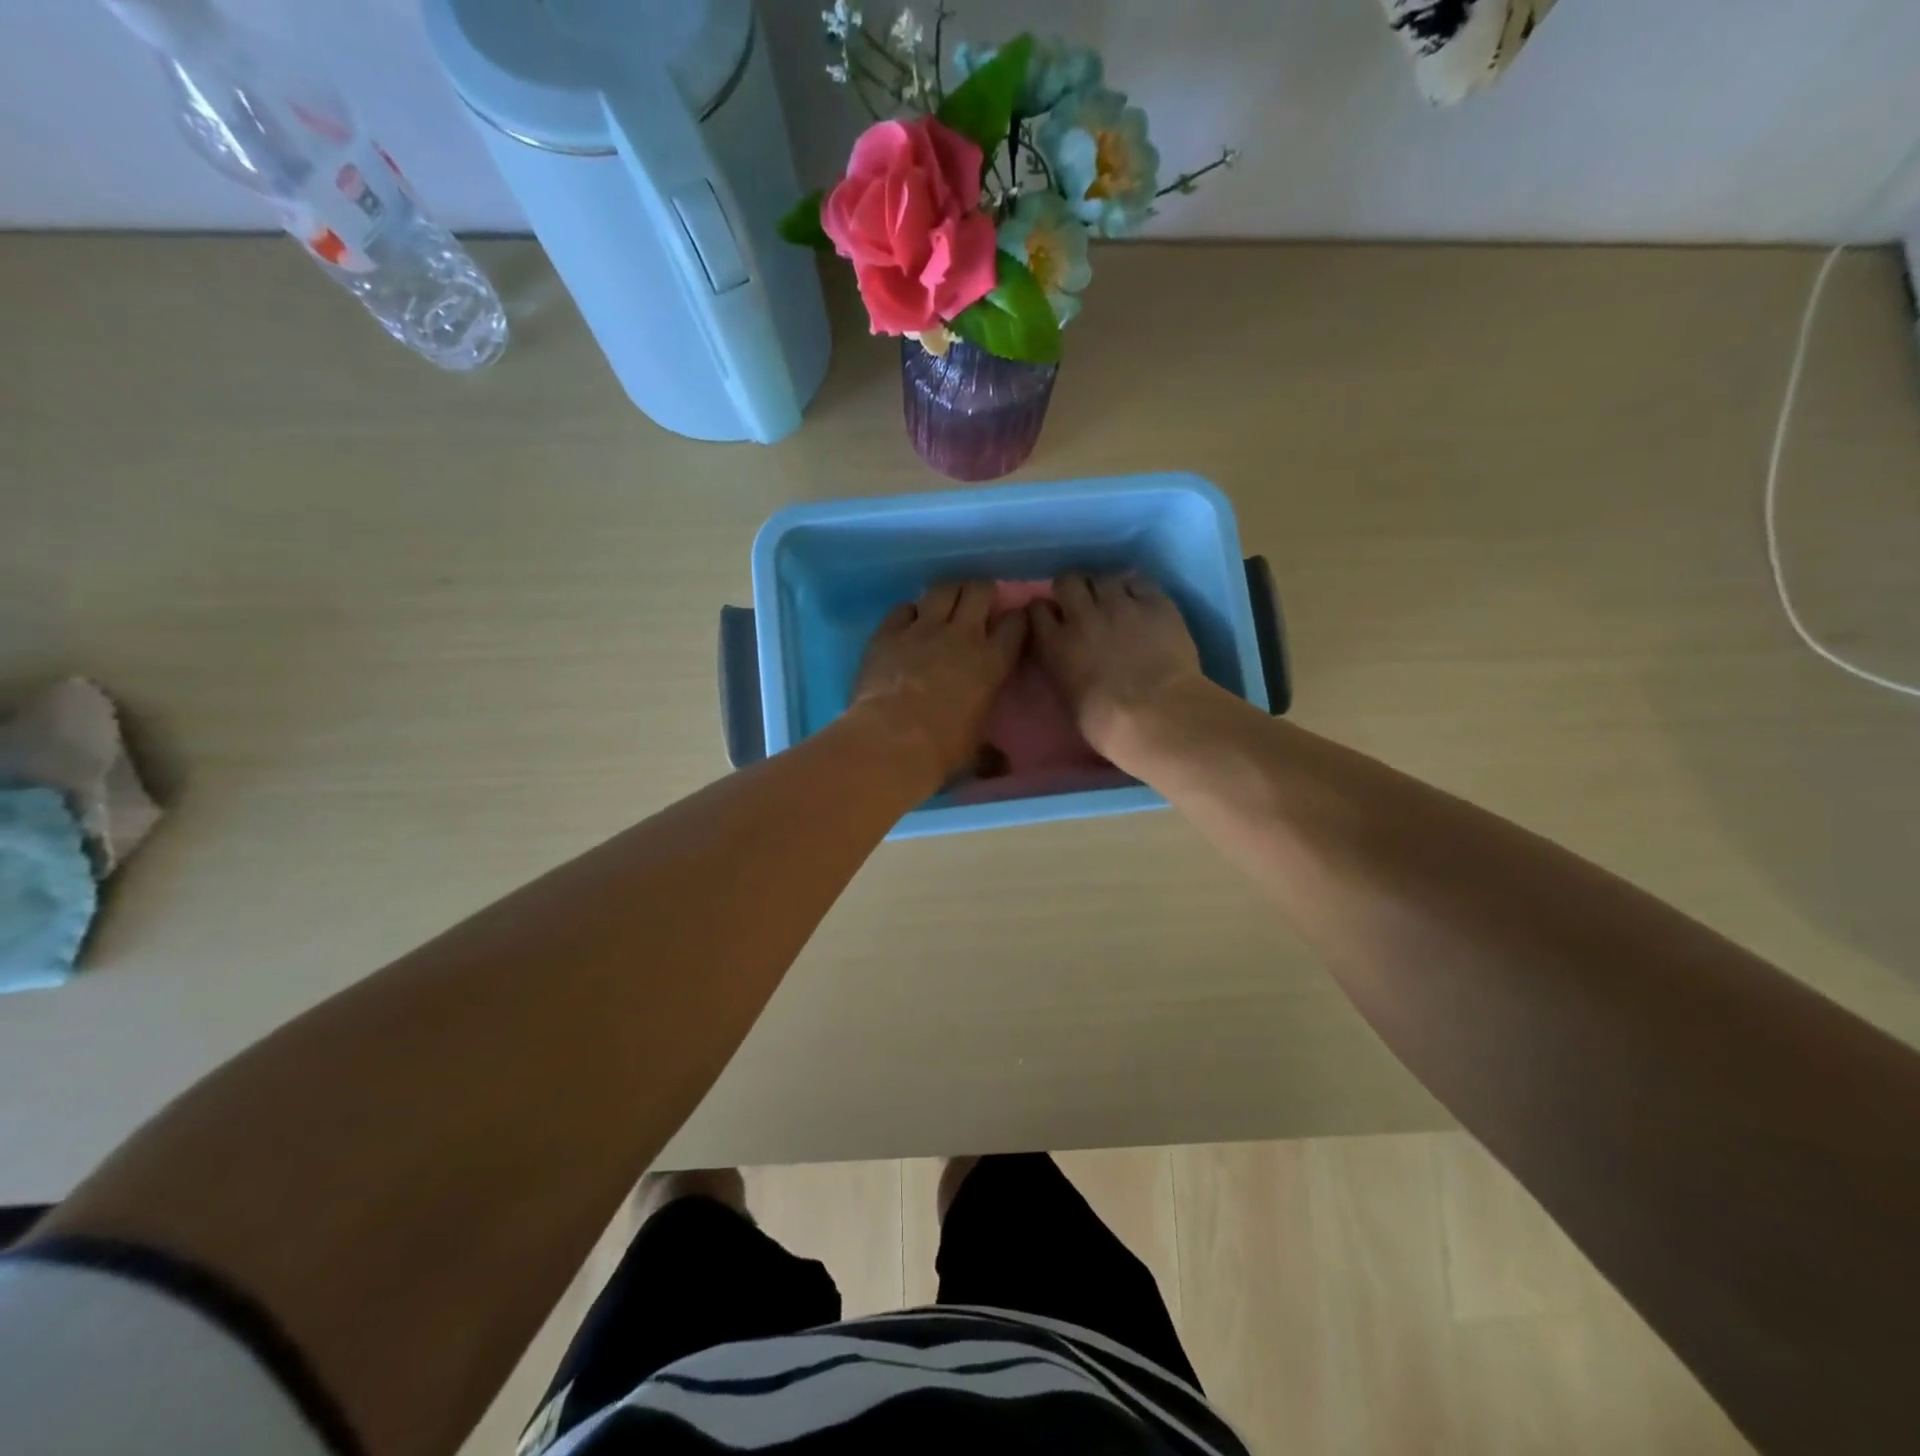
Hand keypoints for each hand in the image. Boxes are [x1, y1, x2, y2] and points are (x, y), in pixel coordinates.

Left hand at [852, 581, 1027, 784]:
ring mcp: (922, 629)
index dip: (1017, 618)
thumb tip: (1002, 766)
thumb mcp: (975, 753)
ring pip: (942, 589)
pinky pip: (903, 607)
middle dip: (981, 591)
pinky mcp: (888, 632)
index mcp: (992, 663)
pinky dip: (908, 612)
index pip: (1016, 624)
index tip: (1014, 623)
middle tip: (978, 602)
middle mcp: (962, 635)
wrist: (891, 741)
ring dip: (948, 592)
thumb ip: (990, 752)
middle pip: (979, 591)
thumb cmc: (942, 750)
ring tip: (946, 602)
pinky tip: (907, 622)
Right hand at [1029, 572, 1208, 760]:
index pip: (1036, 610)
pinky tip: (1142, 604)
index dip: (1044, 611)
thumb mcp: (1068, 699)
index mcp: (1056, 645)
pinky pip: (1140, 582)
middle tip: (1082, 604)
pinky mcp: (1155, 603)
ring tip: (1115, 603)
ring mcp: (1120, 605)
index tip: (1051, 618)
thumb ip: (1062, 669)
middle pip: (1067, 581)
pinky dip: (1137, 590)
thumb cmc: (1107, 725)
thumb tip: (1068, 660)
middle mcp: (1082, 616)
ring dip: (1105, 588)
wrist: (1157, 716)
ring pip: (1103, 577)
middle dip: (1072, 589)